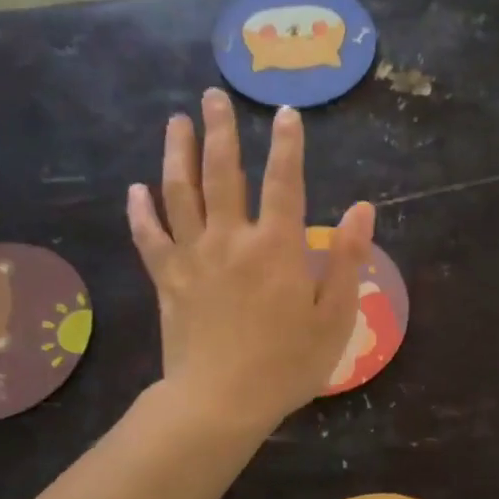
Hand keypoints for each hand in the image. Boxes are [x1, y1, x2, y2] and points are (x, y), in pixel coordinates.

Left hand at [128, 89, 373, 433]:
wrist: (220, 401)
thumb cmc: (288, 364)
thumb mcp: (335, 317)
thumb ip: (349, 260)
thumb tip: (362, 209)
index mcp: (277, 248)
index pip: (284, 182)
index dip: (288, 145)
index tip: (286, 112)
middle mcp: (231, 240)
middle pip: (222, 174)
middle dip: (219, 132)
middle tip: (213, 97)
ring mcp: (193, 257)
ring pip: (180, 193)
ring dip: (177, 153)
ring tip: (177, 121)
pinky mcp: (167, 280)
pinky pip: (150, 237)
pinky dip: (141, 211)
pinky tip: (136, 189)